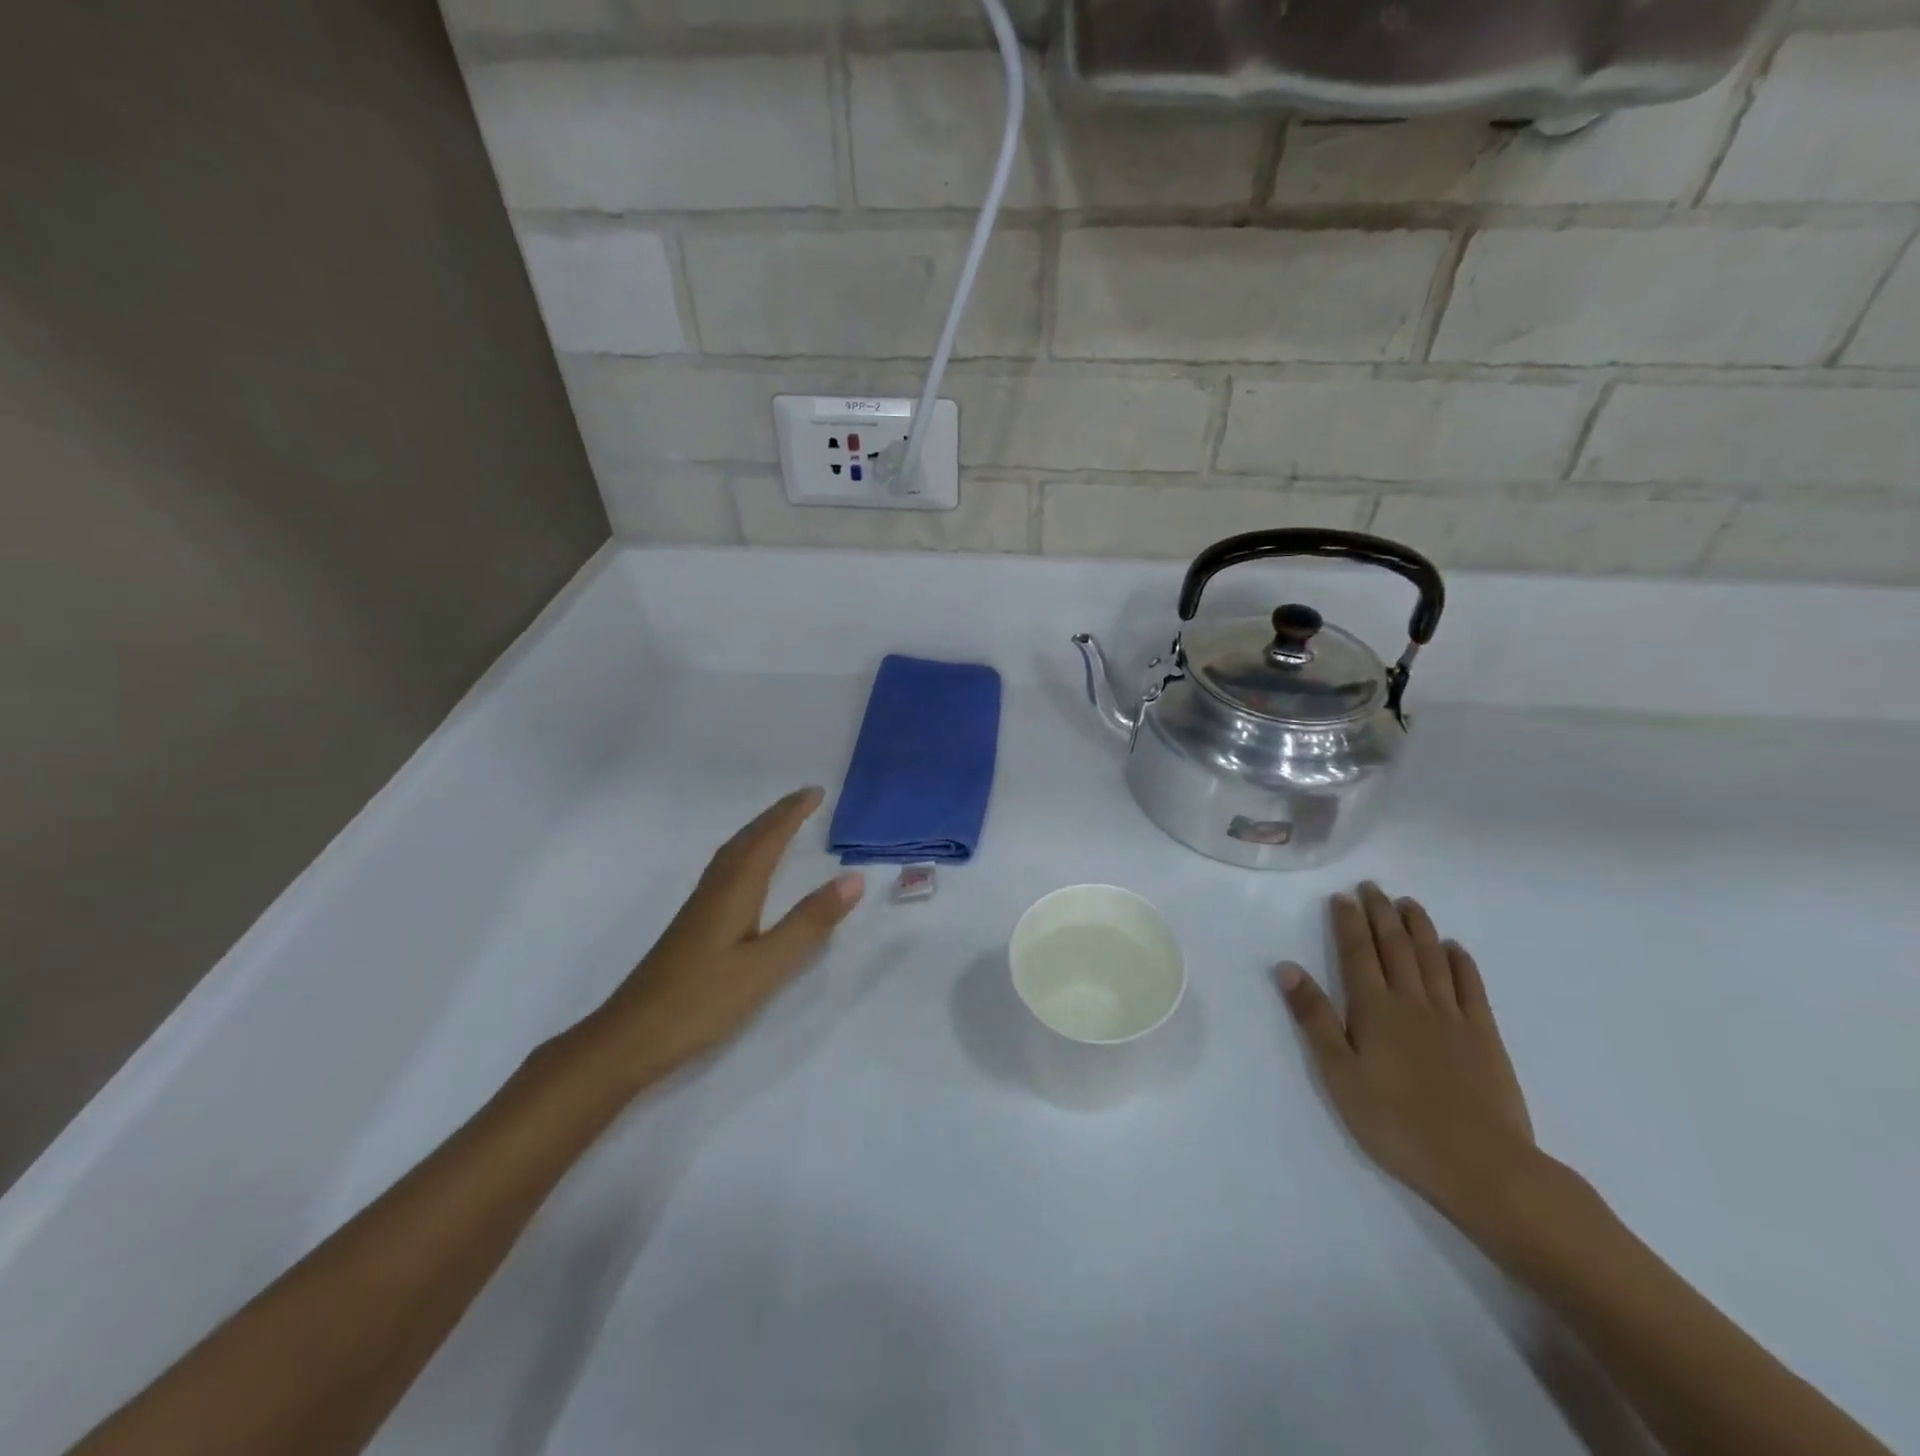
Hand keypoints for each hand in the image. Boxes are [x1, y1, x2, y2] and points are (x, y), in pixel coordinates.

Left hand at [588, 788, 864, 1085]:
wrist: (630, 1037)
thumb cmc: (702, 1001)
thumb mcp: (766, 965)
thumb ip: (809, 922)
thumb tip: (853, 878)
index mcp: (735, 891)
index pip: (768, 839)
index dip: (792, 814)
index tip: (817, 792)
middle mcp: (715, 890)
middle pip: (747, 840)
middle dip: (776, 816)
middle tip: (804, 799)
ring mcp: (699, 908)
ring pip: (732, 854)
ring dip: (758, 832)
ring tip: (780, 824)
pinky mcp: (692, 927)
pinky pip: (725, 871)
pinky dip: (744, 854)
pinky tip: (746, 874)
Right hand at [1278, 884, 1538, 1230]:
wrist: (1482, 1165)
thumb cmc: (1397, 1122)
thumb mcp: (1339, 1074)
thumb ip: (1314, 1018)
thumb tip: (1287, 968)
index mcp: (1374, 1008)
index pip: (1356, 952)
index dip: (1348, 922)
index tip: (1341, 896)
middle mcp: (1412, 1001)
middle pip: (1394, 946)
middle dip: (1381, 913)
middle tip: (1372, 887)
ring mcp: (1452, 1016)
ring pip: (1432, 958)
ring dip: (1419, 926)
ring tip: (1408, 903)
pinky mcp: (1485, 1036)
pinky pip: (1470, 987)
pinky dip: (1460, 962)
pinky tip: (1454, 948)